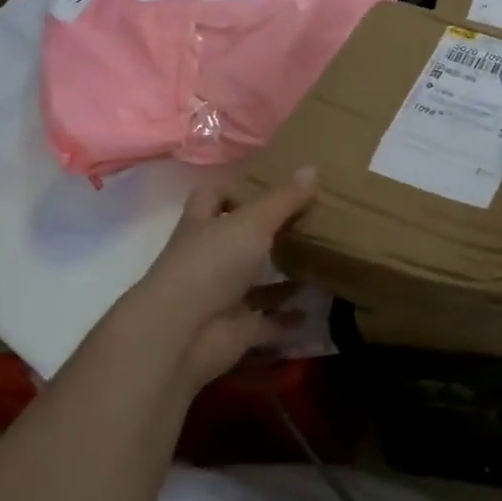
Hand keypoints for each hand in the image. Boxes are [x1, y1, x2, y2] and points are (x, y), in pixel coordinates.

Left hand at [115, 166, 317, 389]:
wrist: (183, 333)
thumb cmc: (212, 264)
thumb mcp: (253, 222)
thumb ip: (284, 199)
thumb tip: (312, 167)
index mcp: (203, 225)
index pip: (212, 196)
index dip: (235, 189)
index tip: (270, 187)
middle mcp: (209, 258)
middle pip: (237, 240)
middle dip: (267, 235)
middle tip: (308, 224)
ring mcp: (221, 295)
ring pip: (254, 283)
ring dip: (280, 280)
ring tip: (318, 267)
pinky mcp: (235, 329)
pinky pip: (267, 323)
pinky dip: (286, 320)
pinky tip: (312, 313)